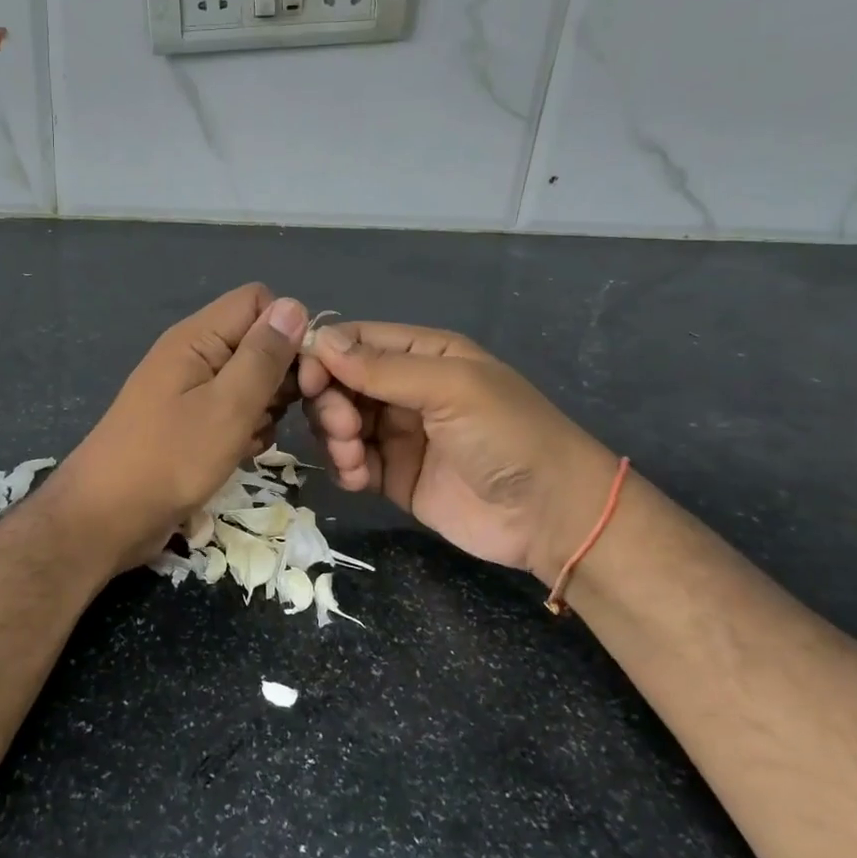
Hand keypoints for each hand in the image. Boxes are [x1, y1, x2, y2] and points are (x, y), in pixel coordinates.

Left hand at [54, 285, 307, 576]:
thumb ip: (263, 357)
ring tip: (252, 440)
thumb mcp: (228, 406)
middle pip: (258, 343)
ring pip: (251, 382)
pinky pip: (234, 412)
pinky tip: (241, 454)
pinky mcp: (190, 422)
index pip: (259, 302)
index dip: (288, 331)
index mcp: (198, 337)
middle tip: (284, 416)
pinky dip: (245, 430)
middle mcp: (195, 355)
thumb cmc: (169, 459)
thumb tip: (294, 305)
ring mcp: (190, 390)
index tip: (304, 376)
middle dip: (282, 378)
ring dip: (265, 410)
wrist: (107, 517)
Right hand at [298, 322, 620, 583]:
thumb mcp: (450, 388)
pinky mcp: (393, 474)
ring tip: (355, 458)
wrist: (550, 516)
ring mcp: (397, 433)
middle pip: (339, 383)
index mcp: (422, 354)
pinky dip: (345, 467)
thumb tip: (319, 341)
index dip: (323, 357)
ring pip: (338, 422)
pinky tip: (358, 479)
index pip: (354, 342)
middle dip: (329, 403)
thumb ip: (383, 368)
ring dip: (334, 437)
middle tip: (344, 428)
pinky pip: (350, 462)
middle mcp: (404, 388)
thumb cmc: (507, 435)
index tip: (306, 381)